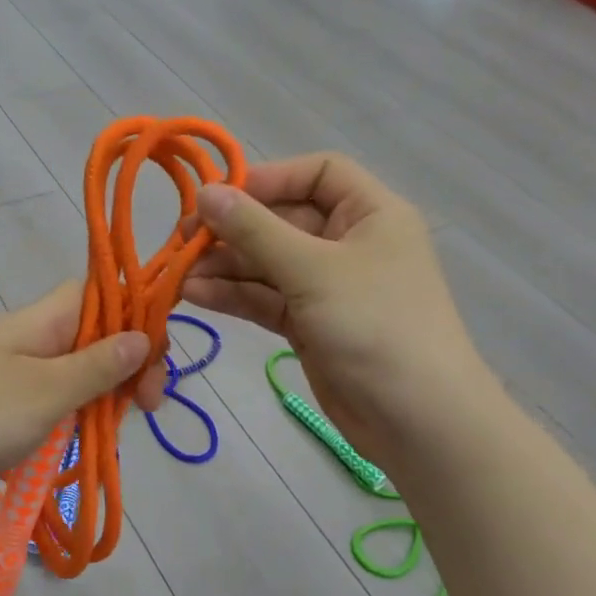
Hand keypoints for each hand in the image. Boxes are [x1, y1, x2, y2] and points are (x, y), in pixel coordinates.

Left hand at [0, 281, 169, 508]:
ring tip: (113, 432)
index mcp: (41, 321)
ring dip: (100, 398)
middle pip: (93, 337)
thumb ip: (96, 366)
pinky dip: (70, 420)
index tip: (155, 361)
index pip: (101, 294)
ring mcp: (10, 373)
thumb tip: (142, 335)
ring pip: (74, 374)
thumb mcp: (45, 392)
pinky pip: (48, 403)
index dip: (136, 315)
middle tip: (144, 409)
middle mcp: (29, 339)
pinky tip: (81, 443)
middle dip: (126, 367)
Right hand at [182, 153, 487, 462]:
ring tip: (179, 274)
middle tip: (183, 240)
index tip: (219, 196)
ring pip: (268, 264)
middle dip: (233, 230)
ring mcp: (328, 287)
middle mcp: (349, 243)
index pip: (317, 174)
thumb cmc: (375, 326)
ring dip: (225, 266)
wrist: (416, 421)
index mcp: (370, 214)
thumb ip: (255, 230)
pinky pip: (266, 299)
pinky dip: (234, 296)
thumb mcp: (312, 270)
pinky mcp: (310, 325)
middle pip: (283, 220)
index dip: (268, 178)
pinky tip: (195, 294)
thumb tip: (205, 192)